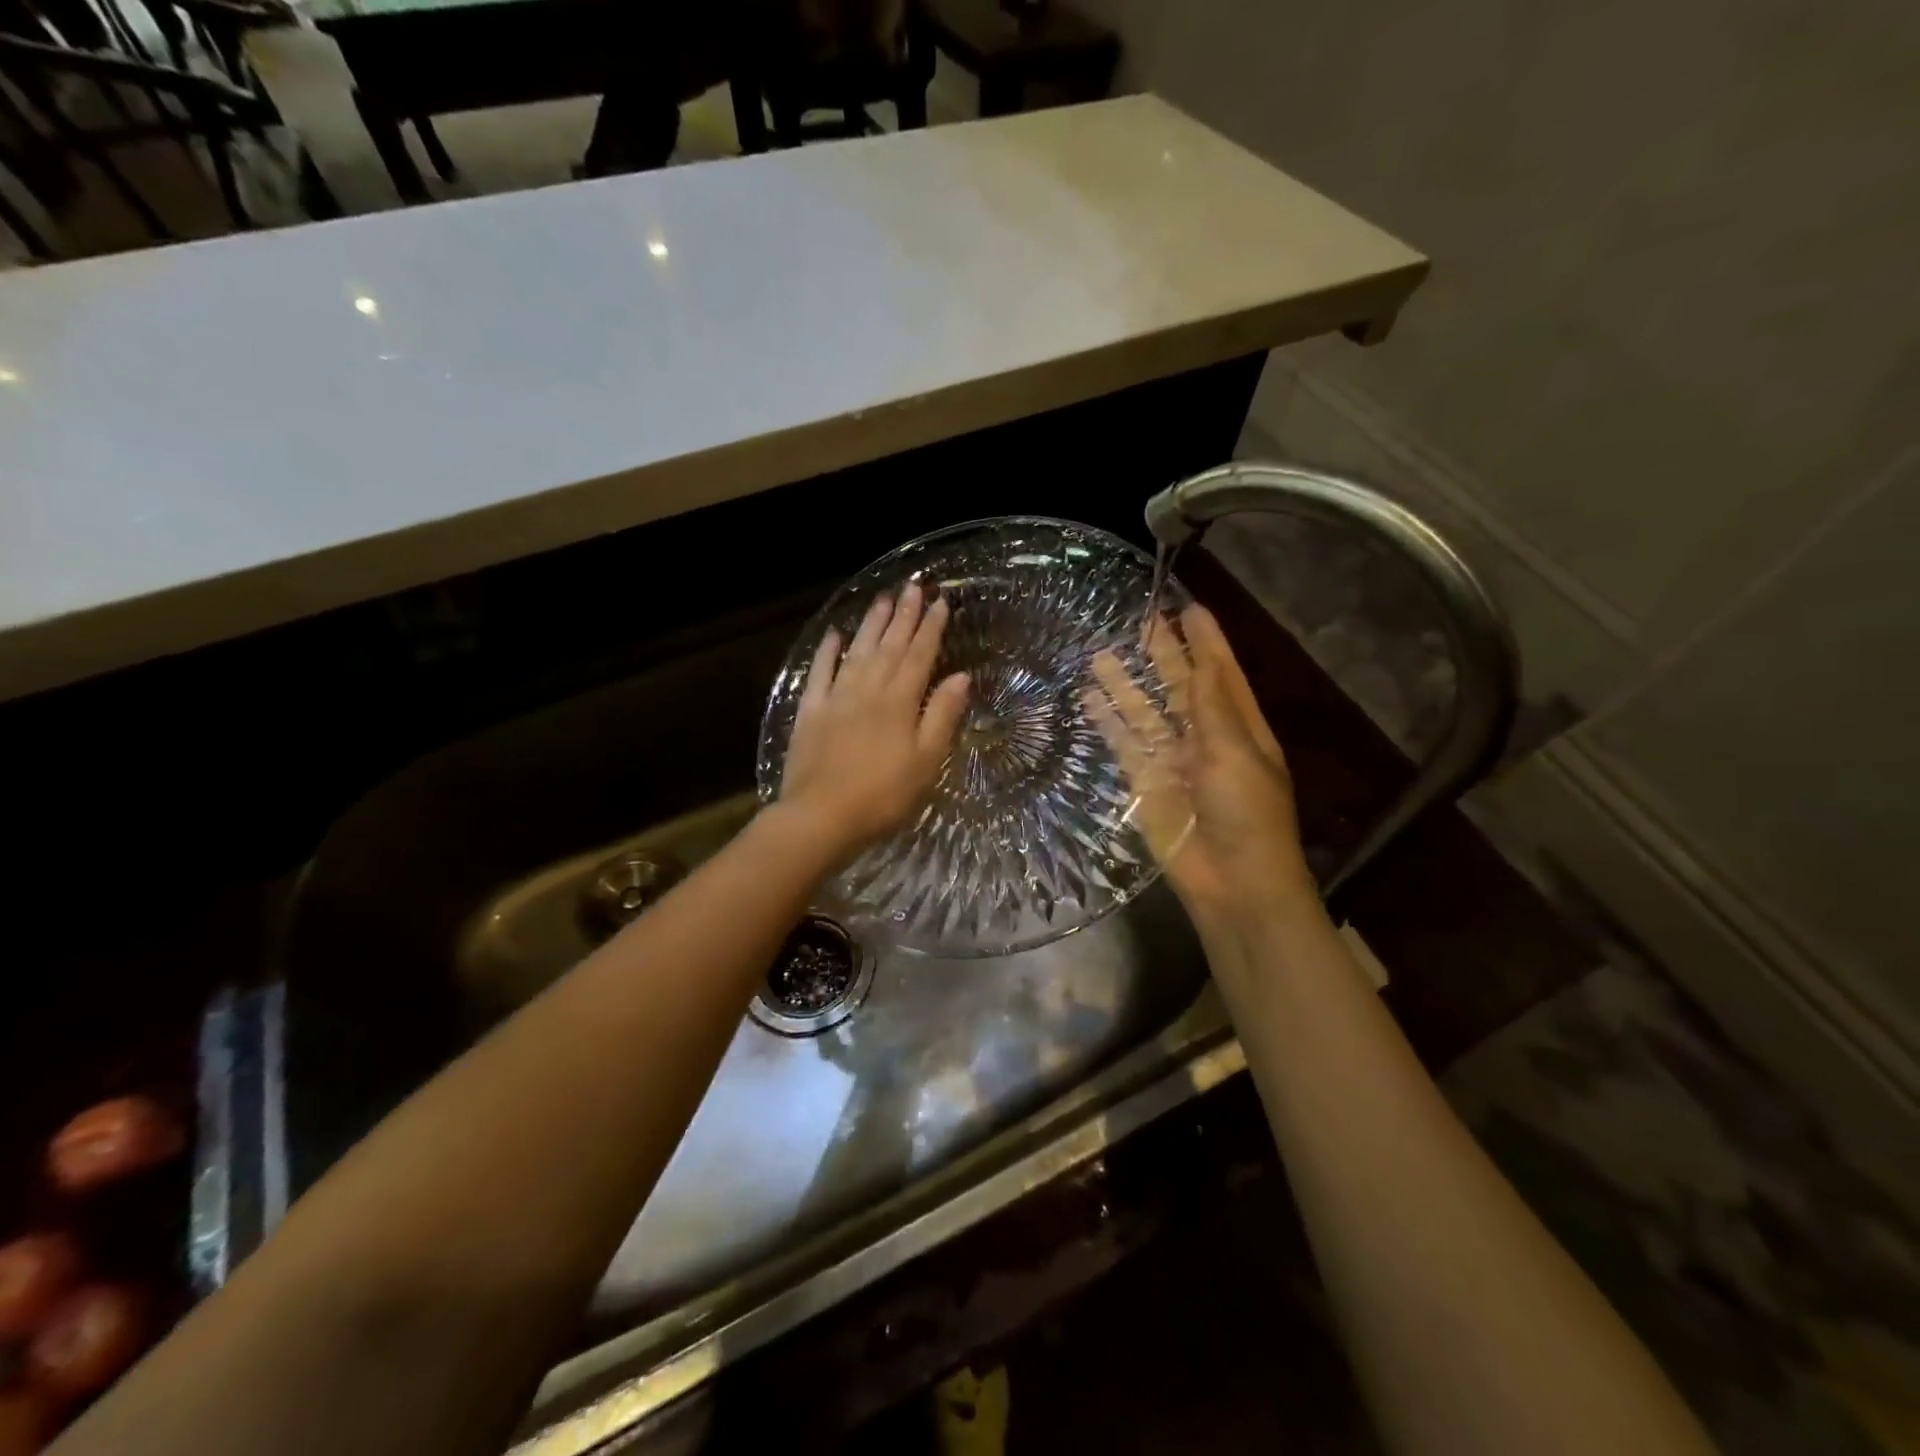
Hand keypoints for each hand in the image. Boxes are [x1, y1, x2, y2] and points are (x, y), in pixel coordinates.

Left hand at [777, 582, 970, 865]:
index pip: (920, 655)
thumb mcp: (926, 761)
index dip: (931, 628)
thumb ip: (942, 716)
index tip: (941, 602)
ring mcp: (836, 697)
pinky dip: (828, 651)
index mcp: (900, 701)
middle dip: (904, 615)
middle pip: (890, 645)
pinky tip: (835, 634)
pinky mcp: (810, 711)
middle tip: (913, 586)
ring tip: (883, 599)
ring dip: (872, 624)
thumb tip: (961, 677)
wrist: (821, 816)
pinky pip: (819, 672)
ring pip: (857, 651)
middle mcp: (868, 689)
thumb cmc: (883, 795)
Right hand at [1084, 603, 1315, 928]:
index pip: (1220, 671)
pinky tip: (1090, 698)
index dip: (1205, 639)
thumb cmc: (1247, 814)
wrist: (1233, 882)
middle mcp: (1205, 736)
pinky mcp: (1145, 782)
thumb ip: (1213, 706)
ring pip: (1145, 712)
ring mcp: (1172, 759)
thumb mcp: (1236, 753)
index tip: (1188, 605)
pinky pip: (1124, 744)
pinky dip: (1108, 722)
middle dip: (1163, 653)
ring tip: (1102, 651)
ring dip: (1127, 683)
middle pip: (1180, 685)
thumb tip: (1203, 658)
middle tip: (1140, 618)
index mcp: (1239, 726)